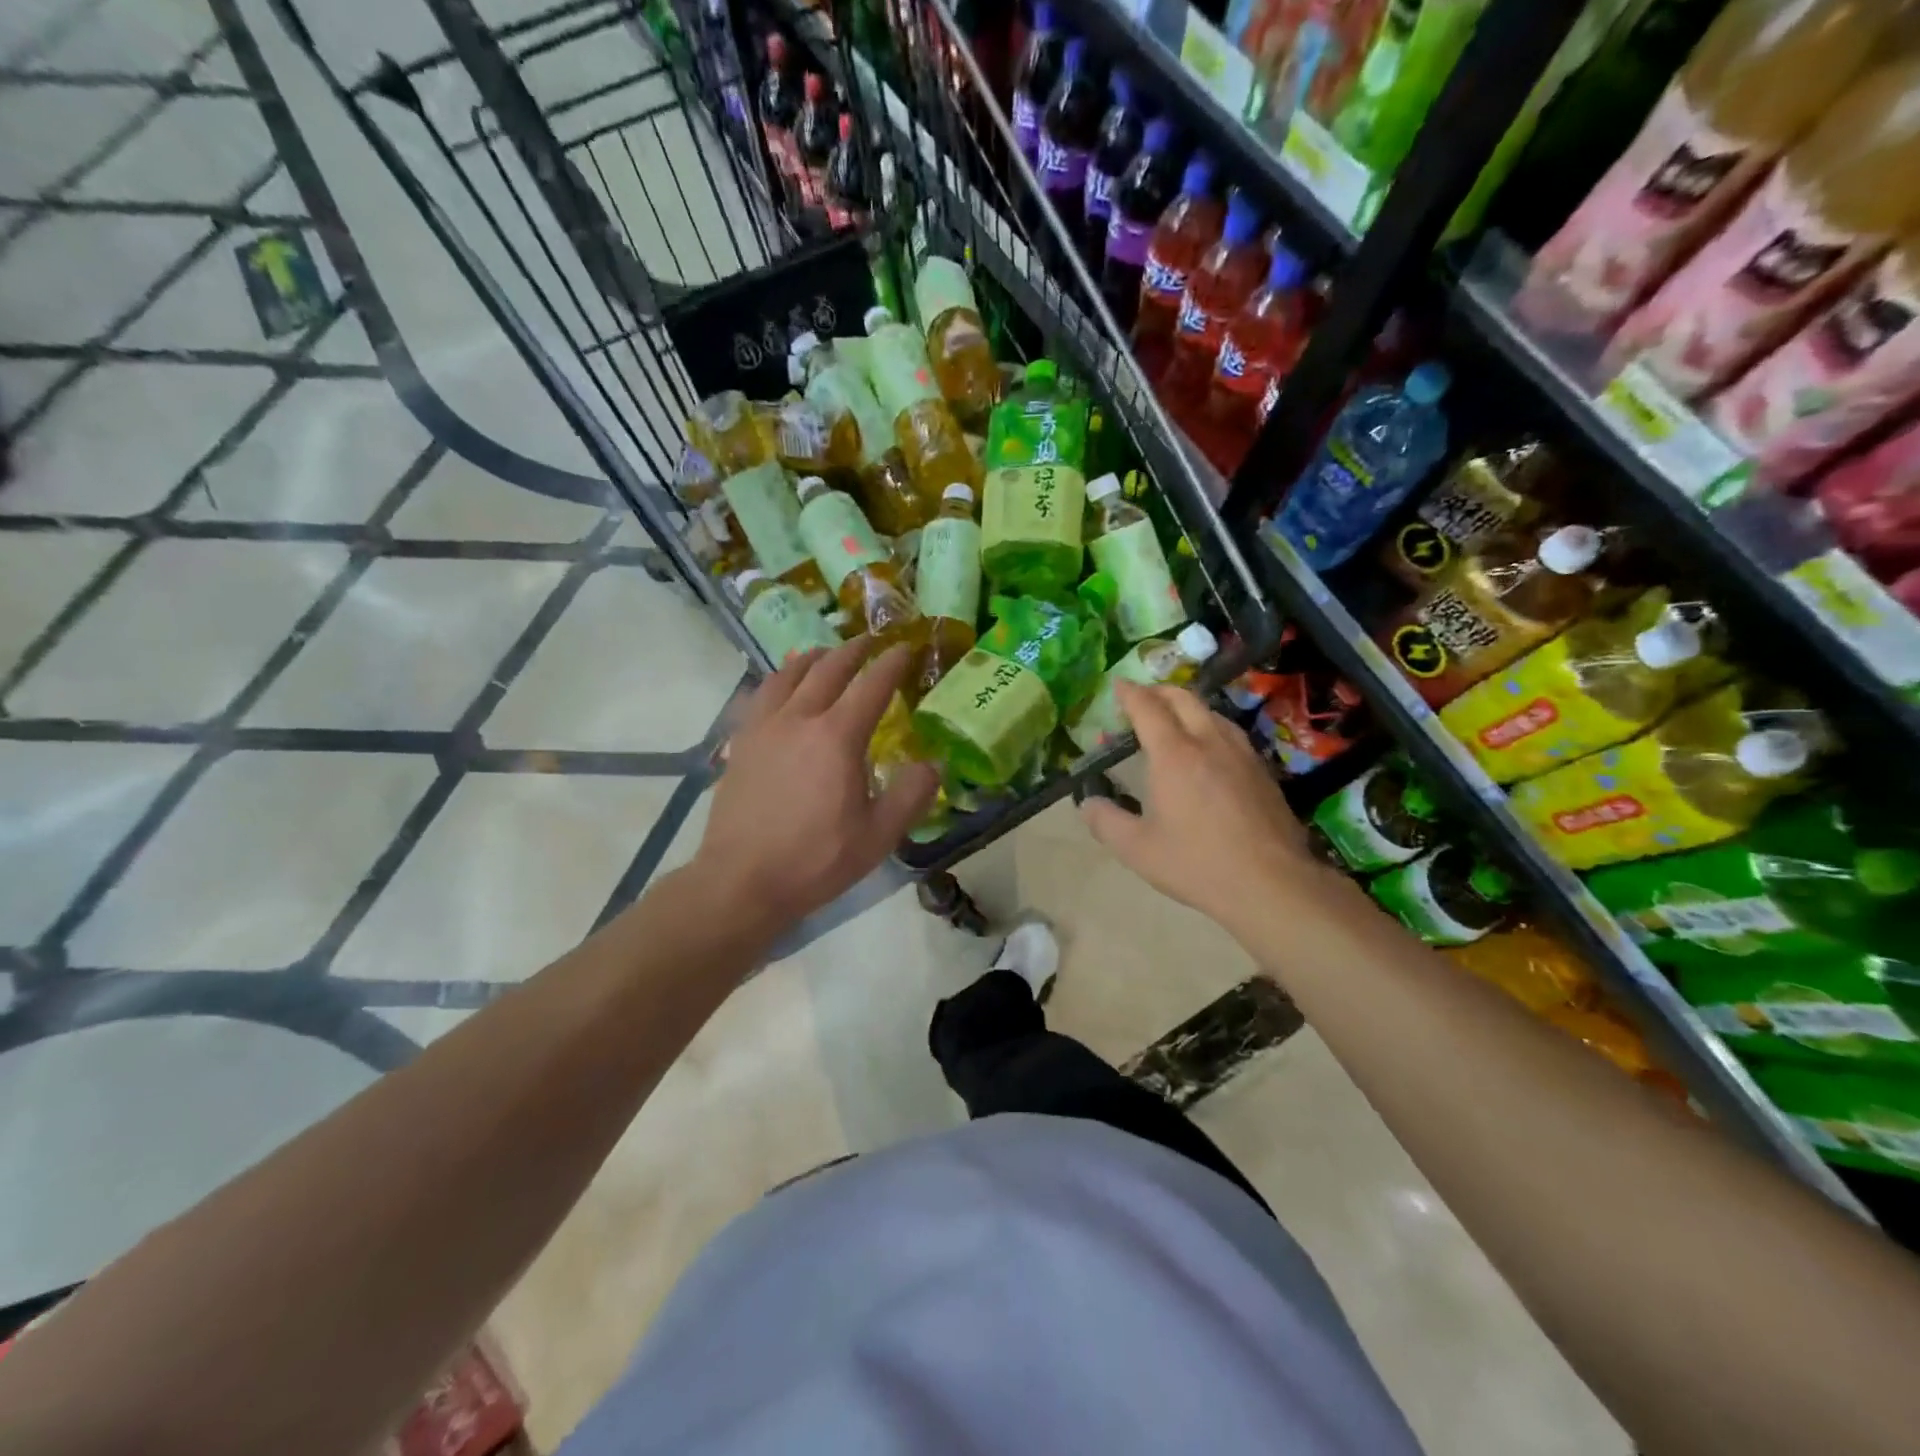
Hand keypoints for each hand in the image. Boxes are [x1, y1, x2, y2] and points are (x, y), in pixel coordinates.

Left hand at [693, 638, 938, 933]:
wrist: (742, 880)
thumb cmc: (816, 860)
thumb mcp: (878, 836)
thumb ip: (911, 794)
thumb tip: (934, 762)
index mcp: (837, 737)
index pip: (871, 685)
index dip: (891, 663)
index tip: (905, 648)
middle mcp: (799, 719)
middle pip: (828, 669)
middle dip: (853, 650)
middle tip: (869, 641)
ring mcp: (764, 728)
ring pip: (788, 675)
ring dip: (812, 658)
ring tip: (824, 655)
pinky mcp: (740, 743)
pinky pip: (760, 696)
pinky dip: (778, 681)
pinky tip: (780, 689)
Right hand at [1078, 680, 1335, 937]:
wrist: (1271, 883)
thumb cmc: (1197, 863)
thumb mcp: (1137, 849)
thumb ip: (1105, 821)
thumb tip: (1087, 803)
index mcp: (1174, 755)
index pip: (1148, 708)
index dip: (1130, 693)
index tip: (1117, 685)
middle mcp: (1209, 742)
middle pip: (1184, 699)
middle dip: (1159, 691)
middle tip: (1141, 698)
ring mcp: (1242, 754)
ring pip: (1212, 713)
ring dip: (1187, 706)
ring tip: (1174, 719)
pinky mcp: (1263, 771)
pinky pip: (1231, 733)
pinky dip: (1210, 726)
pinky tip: (1209, 749)